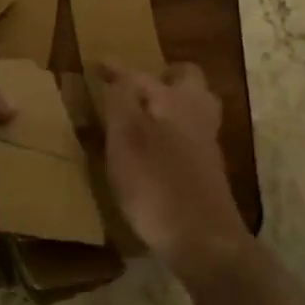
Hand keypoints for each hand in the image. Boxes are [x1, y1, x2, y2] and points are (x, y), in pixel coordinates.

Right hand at [93, 62, 248, 280]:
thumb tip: (118, 75)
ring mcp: (206, 143)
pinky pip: (190, 135)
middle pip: (185, 81)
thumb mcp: (126, 138)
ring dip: (170, 105)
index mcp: (176, 99)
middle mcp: (197, 113)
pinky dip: (173, 131)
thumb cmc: (158, 184)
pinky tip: (154, 149)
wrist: (203, 240)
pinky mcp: (207, 170)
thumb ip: (121, 101)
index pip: (141, 74)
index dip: (116, 69)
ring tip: (142, 116)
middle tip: (136, 86)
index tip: (97, 63)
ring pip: (192, 108)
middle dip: (162, 78)